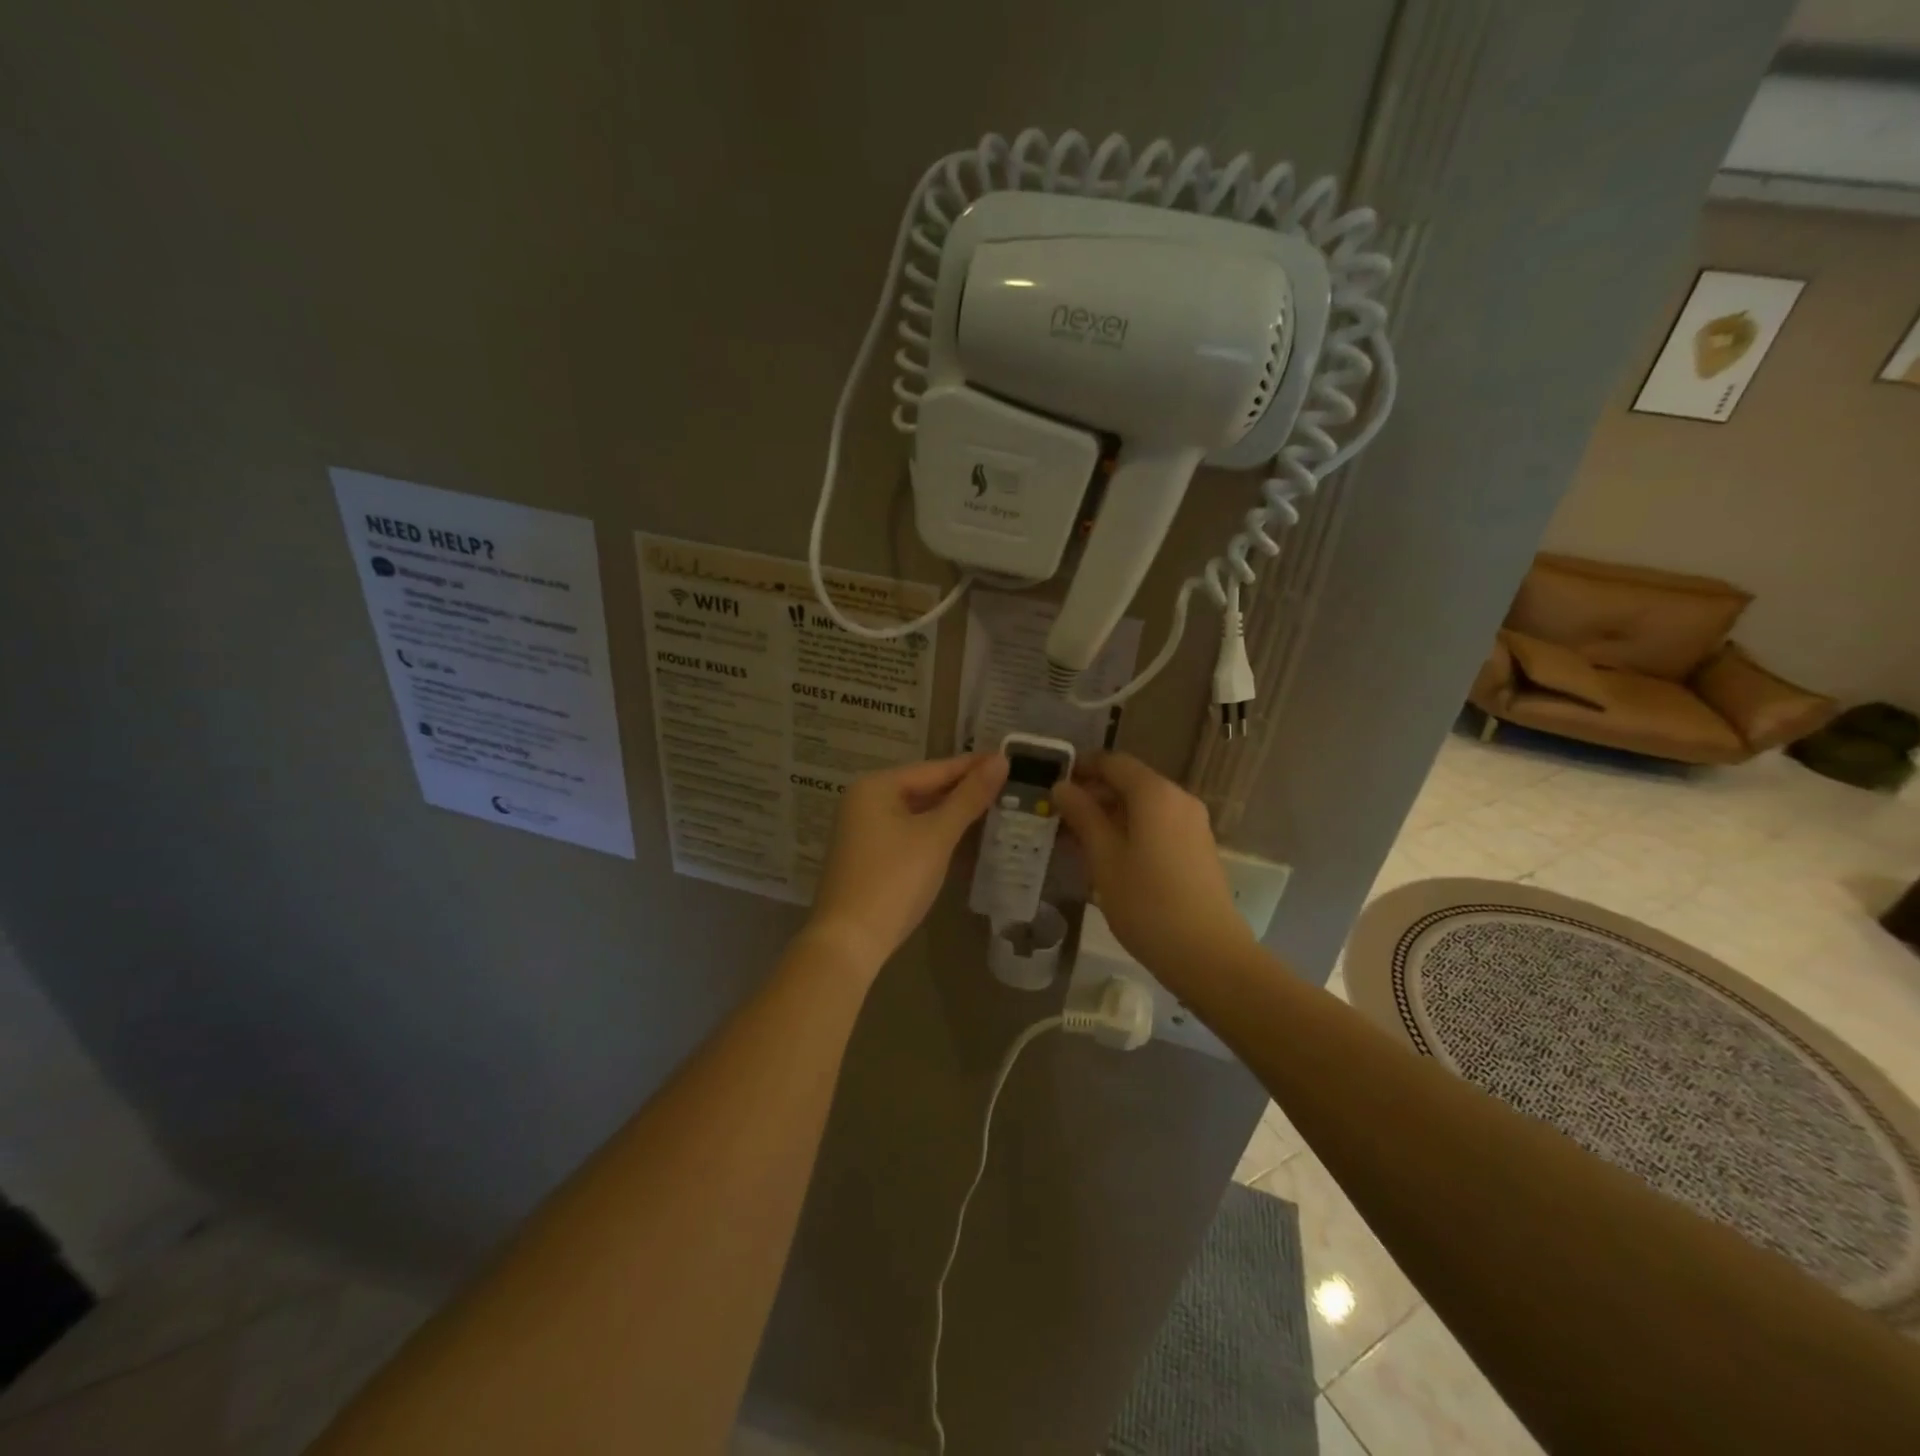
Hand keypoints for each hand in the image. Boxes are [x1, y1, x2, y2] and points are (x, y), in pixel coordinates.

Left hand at [805, 752, 1008, 972]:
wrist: (850, 942)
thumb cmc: (894, 880)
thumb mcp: (937, 836)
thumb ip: (969, 798)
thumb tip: (1001, 760)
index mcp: (876, 786)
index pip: (934, 769)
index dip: (972, 766)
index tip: (1008, 759)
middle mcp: (864, 801)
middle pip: (923, 788)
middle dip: (962, 789)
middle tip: (1006, 784)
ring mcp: (863, 830)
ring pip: (916, 812)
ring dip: (951, 812)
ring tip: (993, 806)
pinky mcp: (868, 856)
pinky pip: (908, 832)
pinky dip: (934, 832)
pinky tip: (961, 835)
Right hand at [1053, 752, 1252, 980]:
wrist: (1207, 953)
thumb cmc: (1146, 903)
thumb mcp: (1104, 858)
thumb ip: (1083, 816)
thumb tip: (1062, 787)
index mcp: (1155, 793)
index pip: (1113, 762)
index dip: (1081, 768)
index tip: (1053, 786)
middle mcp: (1178, 798)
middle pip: (1130, 782)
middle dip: (1094, 794)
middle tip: (1060, 818)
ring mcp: (1193, 823)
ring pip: (1144, 806)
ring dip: (1110, 815)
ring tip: (1079, 841)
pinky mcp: (1198, 847)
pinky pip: (1158, 824)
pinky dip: (1132, 830)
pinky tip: (1110, 857)